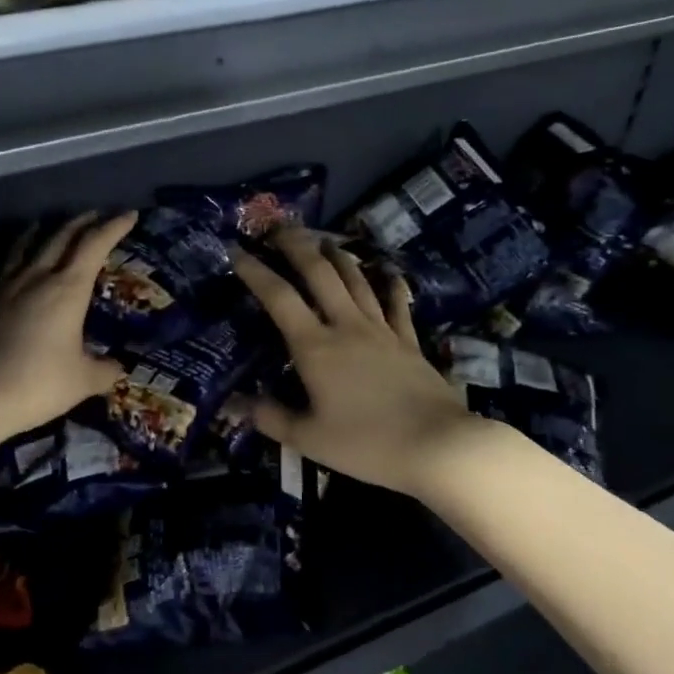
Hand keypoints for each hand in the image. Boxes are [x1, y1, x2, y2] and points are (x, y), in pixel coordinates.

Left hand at [0, 210, 136, 439]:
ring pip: (19, 250)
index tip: (128, 215)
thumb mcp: (84, 381)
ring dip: (34, 234)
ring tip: (40, 225)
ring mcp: (1, 289)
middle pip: (59, 239)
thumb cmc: (40, 384)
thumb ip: (105, 370)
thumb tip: (119, 368)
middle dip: (79, 224)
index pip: (95, 246)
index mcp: (68, 289)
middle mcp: (35, 279)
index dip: (113, 227)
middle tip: (93, 215)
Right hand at [231, 230, 483, 497]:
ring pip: (356, 280)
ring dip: (337, 256)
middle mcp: (346, 326)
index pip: (279, 298)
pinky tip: (387, 272)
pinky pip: (397, 304)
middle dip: (297, 245)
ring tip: (323, 240)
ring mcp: (382, 330)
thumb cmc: (366, 443)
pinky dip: (390, 284)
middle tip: (279, 228)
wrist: (438, 446)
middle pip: (319, 273)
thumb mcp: (308, 438)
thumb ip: (269, 417)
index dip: (255, 272)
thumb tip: (235, 405)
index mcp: (315, 347)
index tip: (236, 251)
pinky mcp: (409, 341)